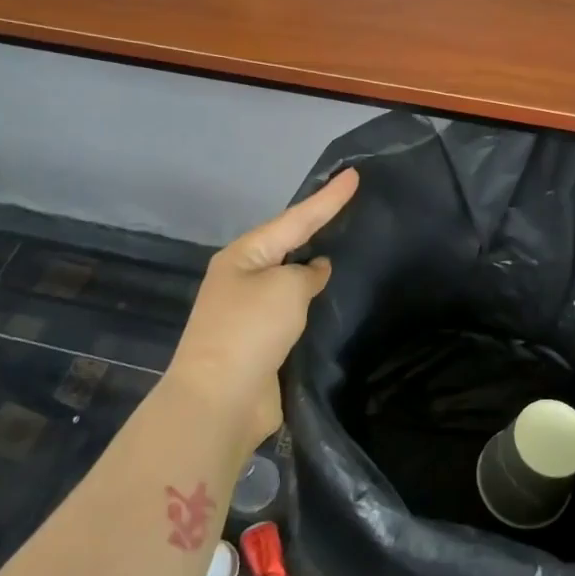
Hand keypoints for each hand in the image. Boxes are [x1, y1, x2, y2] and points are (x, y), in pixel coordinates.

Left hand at [163, 168, 358, 455]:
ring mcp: (251, 313)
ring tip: (349, 248)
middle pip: (288, 245)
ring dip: (315, 268)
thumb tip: (314, 272)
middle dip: (317, 227)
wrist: (220, 401)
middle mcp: (244, 279)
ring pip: (292, 279)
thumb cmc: (250, 331)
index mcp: (243, 256)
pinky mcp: (263, 343)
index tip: (354, 174)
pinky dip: (314, 302)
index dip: (327, 198)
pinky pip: (295, 312)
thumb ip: (307, 274)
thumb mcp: (285, 288)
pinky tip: (335, 298)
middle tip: (350, 207)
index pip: (295, 219)